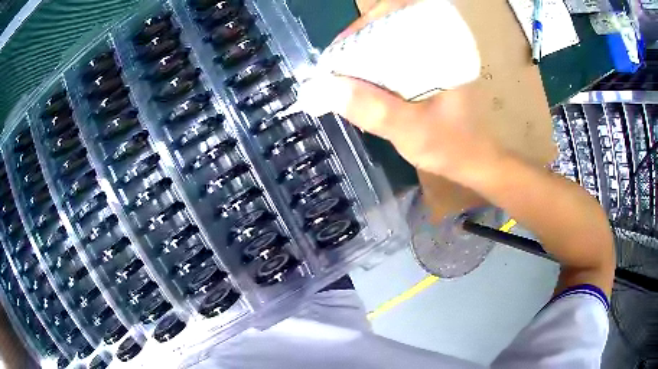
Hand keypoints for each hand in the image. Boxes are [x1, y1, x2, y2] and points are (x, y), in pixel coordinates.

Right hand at [300, 0, 506, 180]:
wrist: (474, 161)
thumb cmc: (454, 146)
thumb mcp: (414, 131)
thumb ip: (376, 110)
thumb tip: (326, 87)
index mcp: (443, 47)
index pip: (399, 13)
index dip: (365, 23)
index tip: (340, 48)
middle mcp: (438, 45)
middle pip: (389, 25)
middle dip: (357, 40)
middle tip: (335, 64)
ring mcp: (431, 57)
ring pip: (388, 41)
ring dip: (362, 54)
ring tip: (340, 73)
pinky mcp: (426, 71)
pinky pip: (393, 59)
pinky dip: (372, 67)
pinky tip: (360, 83)